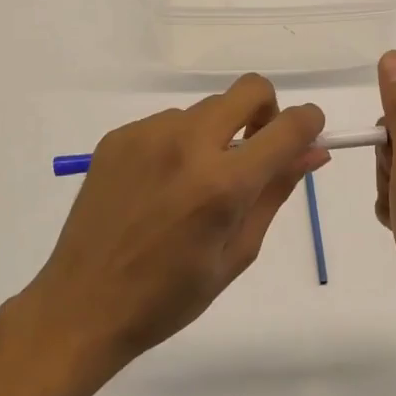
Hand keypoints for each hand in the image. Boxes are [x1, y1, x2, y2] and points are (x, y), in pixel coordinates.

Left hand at [24, 75, 327, 375]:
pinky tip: (160, 185)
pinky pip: (168, 122)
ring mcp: (148, 134)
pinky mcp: (119, 136)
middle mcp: (188, 144)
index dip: (309, 123)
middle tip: (253, 151)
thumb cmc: (169, 296)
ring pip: (206, 109)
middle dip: (265, 112)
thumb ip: (276, 192)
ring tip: (194, 184)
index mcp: (223, 183)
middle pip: (250, 90)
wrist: (82, 306)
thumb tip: (314, 152)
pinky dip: (179, 143)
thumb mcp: (237, 253)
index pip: (288, 126)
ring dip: (217, 133)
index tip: (307, 136)